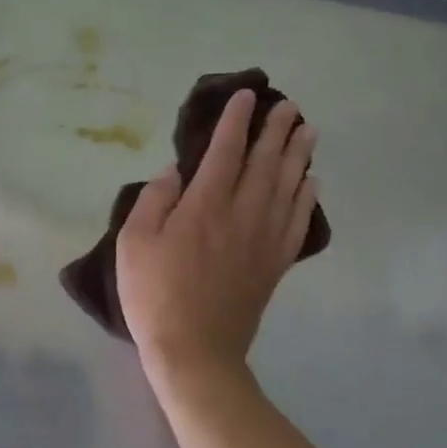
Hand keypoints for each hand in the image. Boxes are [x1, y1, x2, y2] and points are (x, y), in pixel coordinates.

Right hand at [116, 90, 317, 391]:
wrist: (194, 351)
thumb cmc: (155, 294)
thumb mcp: (134, 243)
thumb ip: (154, 200)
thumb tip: (175, 171)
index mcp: (205, 205)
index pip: (225, 151)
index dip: (236, 121)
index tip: (247, 96)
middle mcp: (241, 214)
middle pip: (265, 163)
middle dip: (276, 130)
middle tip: (289, 105)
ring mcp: (263, 240)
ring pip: (287, 187)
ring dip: (299, 156)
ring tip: (308, 131)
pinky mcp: (274, 264)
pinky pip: (297, 222)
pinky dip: (306, 198)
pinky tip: (311, 182)